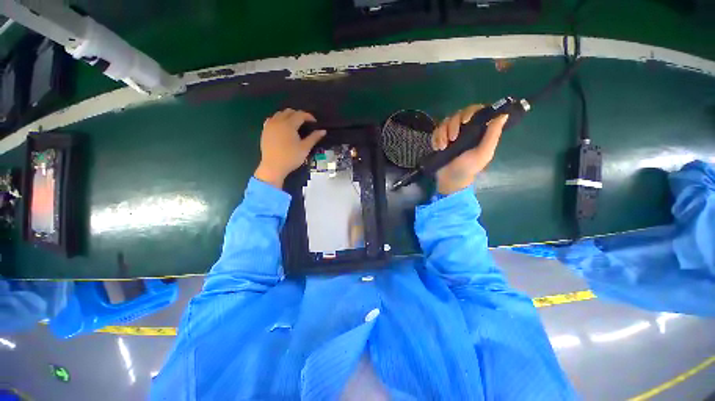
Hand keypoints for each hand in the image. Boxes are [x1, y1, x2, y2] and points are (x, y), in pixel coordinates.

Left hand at [254, 109, 326, 187]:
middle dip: (298, 114)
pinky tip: (282, 127)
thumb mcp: (305, 148)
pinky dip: (279, 119)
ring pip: (279, 114)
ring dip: (288, 116)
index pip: (300, 114)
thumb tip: (323, 131)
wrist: (273, 166)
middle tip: (305, 123)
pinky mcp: (265, 130)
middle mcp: (278, 121)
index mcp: (289, 124)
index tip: (315, 122)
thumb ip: (314, 138)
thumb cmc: (291, 157)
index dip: (309, 116)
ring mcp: (269, 125)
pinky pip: (272, 119)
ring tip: (295, 124)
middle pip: (289, 111)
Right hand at [432, 104, 508, 194]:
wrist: (450, 180)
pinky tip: (437, 148)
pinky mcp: (440, 139)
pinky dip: (435, 138)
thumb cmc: (468, 168)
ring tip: (442, 147)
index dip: (470, 112)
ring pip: (445, 122)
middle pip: (458, 114)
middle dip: (453, 125)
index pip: (476, 110)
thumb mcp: (483, 153)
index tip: (465, 121)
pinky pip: (436, 131)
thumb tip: (504, 114)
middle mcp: (465, 129)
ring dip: (442, 133)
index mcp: (479, 130)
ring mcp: (451, 133)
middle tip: (452, 139)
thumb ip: (492, 135)